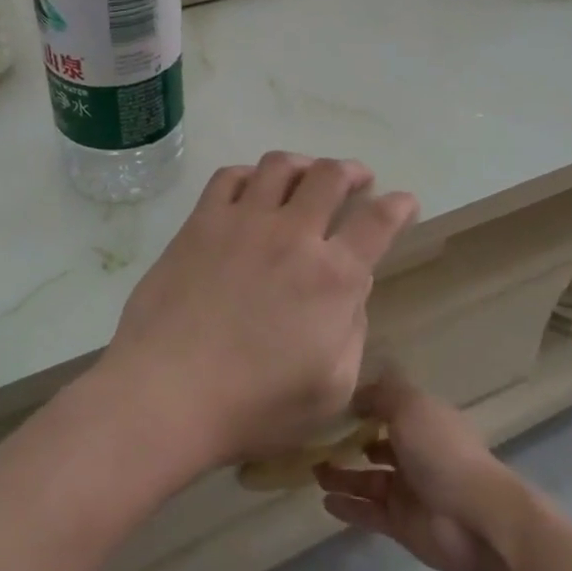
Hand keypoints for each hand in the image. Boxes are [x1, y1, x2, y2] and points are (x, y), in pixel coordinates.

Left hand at [100, 152, 417, 473]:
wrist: (166, 393)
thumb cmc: (253, 406)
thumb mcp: (330, 389)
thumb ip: (352, 333)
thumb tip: (351, 292)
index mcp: (334, 277)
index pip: (378, 223)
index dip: (399, 206)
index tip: (404, 201)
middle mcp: (293, 235)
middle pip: (331, 176)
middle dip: (353, 171)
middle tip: (358, 178)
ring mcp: (243, 222)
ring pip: (280, 165)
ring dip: (304, 163)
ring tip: (307, 173)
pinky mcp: (201, 223)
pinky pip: (229, 177)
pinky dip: (249, 174)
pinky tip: (252, 187)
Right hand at [316, 372, 518, 570]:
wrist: (476, 518)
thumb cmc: (441, 451)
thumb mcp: (409, 406)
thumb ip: (380, 394)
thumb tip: (356, 393)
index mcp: (424, 422)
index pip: (390, 409)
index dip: (364, 405)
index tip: (333, 404)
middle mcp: (416, 454)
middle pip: (377, 445)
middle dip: (349, 442)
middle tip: (316, 441)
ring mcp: (409, 491)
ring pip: (368, 480)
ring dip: (342, 475)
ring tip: (314, 471)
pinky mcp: (402, 524)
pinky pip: (368, 512)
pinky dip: (348, 507)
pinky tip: (324, 501)